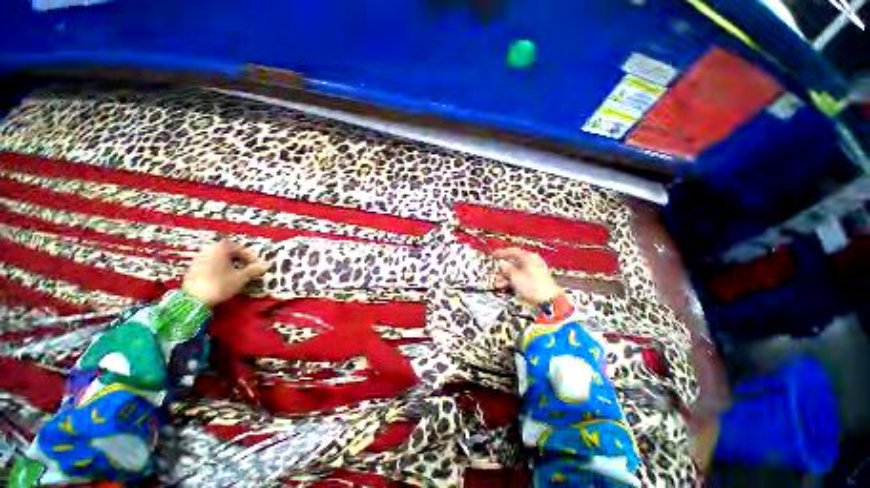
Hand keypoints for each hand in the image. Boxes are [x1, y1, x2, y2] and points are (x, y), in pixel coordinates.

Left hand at [182, 241, 268, 306]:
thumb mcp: (241, 277)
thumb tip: (267, 265)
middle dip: (241, 259)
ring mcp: (199, 258)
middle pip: (229, 251)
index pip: (240, 248)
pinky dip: (221, 267)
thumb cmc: (220, 285)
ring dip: (231, 263)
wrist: (194, 300)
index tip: (258, 266)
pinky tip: (225, 277)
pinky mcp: (193, 268)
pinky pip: (212, 263)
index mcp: (220, 248)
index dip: (252, 257)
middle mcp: (208, 249)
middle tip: (249, 268)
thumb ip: (254, 270)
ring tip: (238, 274)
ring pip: (220, 258)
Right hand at [493, 248, 561, 304]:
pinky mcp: (536, 280)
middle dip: (503, 269)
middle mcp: (533, 262)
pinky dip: (513, 281)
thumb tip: (502, 263)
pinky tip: (507, 286)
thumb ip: (507, 268)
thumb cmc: (534, 287)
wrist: (550, 301)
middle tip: (496, 273)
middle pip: (514, 262)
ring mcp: (535, 271)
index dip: (502, 253)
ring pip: (517, 271)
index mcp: (529, 257)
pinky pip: (521, 277)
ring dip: (507, 277)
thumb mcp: (515, 276)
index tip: (494, 255)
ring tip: (499, 283)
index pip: (513, 251)